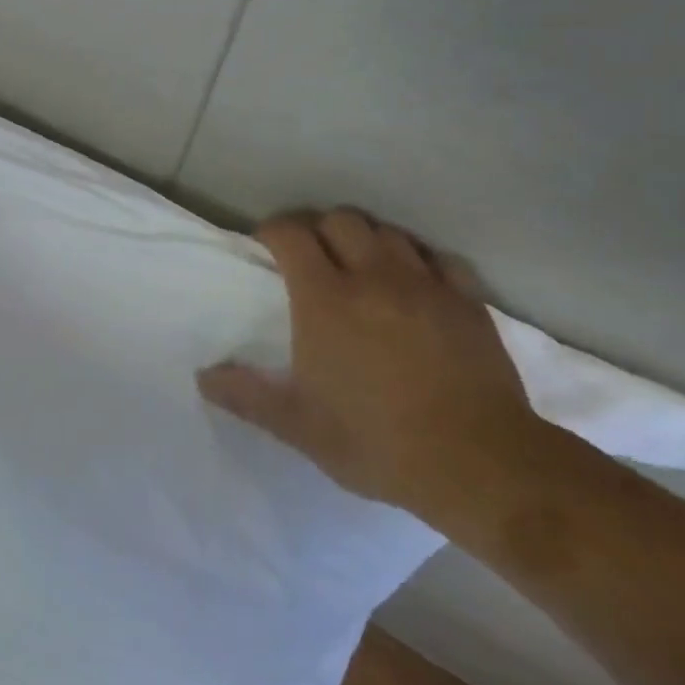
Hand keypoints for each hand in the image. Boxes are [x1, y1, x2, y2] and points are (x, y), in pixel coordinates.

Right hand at [198, 209, 548, 516]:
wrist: (481, 464)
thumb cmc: (377, 441)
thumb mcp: (299, 426)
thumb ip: (247, 396)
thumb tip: (203, 377)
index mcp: (325, 300)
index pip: (291, 234)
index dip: (273, 231)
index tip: (265, 246)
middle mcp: (373, 277)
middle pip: (340, 220)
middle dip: (319, 229)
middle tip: (311, 257)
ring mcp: (425, 285)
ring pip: (389, 232)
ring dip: (366, 239)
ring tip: (360, 266)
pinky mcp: (467, 301)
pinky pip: (438, 258)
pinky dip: (417, 259)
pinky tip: (413, 283)